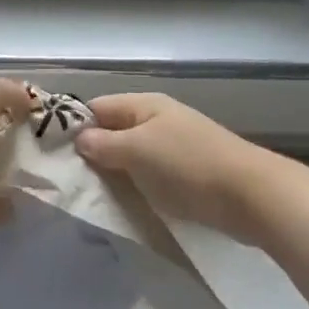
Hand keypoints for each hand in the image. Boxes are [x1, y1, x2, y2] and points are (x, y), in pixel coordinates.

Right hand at [74, 92, 267, 238]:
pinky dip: (140, 186)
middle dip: (94, 153)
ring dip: (117, 173)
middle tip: (72, 181)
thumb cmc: (187, 166)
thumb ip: (103, 144)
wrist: (254, 196)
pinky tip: (129, 204)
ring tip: (96, 196)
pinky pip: (153, 175)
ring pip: (133, 155)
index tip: (55, 155)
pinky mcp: (190, 172)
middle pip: (114, 131)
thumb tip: (79, 139)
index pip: (96, 107)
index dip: (74, 127)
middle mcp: (159, 118)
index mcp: (144, 104)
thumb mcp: (136, 150)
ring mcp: (176, 145)